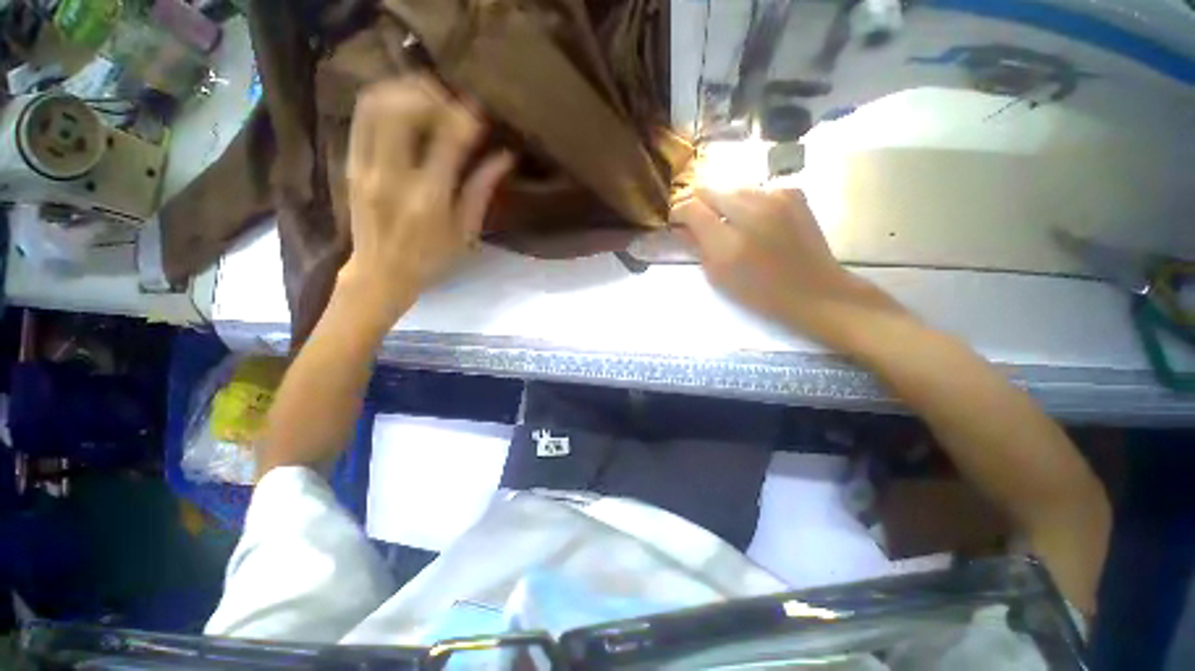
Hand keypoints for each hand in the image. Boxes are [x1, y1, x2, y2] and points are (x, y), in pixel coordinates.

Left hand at [340, 75, 512, 325]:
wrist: (380, 274)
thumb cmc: (430, 259)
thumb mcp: (464, 232)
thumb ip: (481, 191)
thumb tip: (504, 158)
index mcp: (428, 199)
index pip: (446, 141)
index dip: (464, 119)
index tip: (478, 115)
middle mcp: (393, 176)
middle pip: (401, 109)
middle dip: (429, 95)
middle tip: (451, 102)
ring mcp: (365, 167)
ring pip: (375, 105)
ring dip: (403, 91)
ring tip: (428, 98)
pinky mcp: (351, 164)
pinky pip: (363, 118)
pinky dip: (385, 103)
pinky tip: (405, 110)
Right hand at [670, 188, 901, 336]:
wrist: (813, 290)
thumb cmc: (759, 293)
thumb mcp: (718, 276)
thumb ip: (697, 247)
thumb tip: (682, 227)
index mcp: (728, 242)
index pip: (691, 208)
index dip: (679, 211)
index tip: (676, 220)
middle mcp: (751, 211)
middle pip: (710, 190)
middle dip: (698, 203)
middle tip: (697, 219)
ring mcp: (775, 197)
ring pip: (733, 188)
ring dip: (723, 202)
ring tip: (727, 221)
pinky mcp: (792, 193)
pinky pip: (757, 190)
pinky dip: (748, 202)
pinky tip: (754, 220)